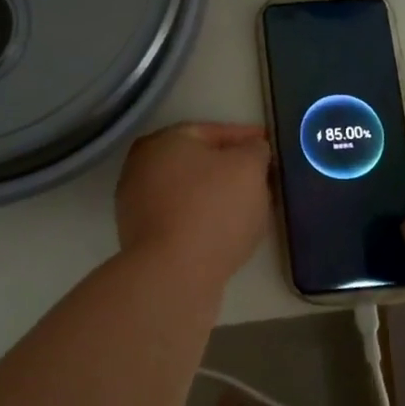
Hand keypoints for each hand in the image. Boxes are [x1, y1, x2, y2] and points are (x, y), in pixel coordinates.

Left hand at [115, 123, 273, 288]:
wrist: (173, 275)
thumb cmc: (212, 209)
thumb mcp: (248, 168)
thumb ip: (255, 150)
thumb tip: (252, 149)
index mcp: (163, 140)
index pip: (211, 131)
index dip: (244, 137)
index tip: (268, 145)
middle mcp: (142, 166)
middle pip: (196, 161)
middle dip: (229, 167)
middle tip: (260, 176)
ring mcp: (136, 204)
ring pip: (188, 192)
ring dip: (217, 196)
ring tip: (249, 207)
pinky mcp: (141, 238)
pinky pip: (181, 219)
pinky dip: (203, 220)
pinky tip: (226, 232)